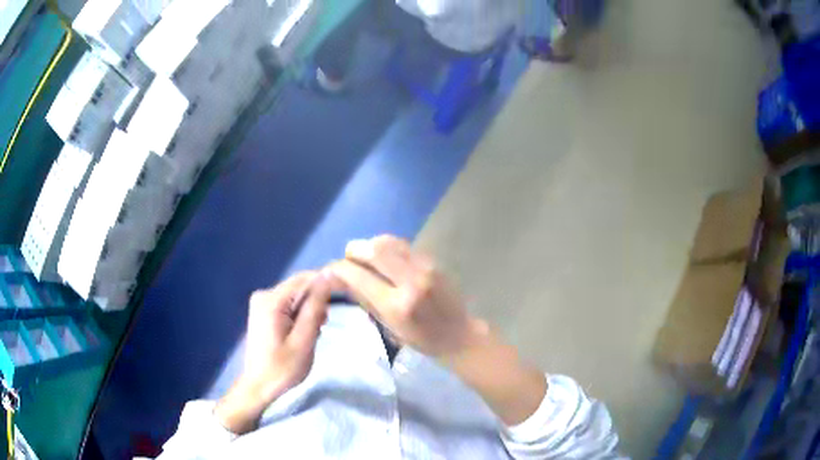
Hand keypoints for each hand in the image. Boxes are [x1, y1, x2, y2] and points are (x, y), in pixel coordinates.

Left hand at [215, 272, 332, 433]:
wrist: (259, 387)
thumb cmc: (282, 368)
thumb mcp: (303, 340)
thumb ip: (314, 307)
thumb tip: (328, 276)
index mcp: (271, 300)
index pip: (305, 279)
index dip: (328, 283)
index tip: (348, 292)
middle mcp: (263, 295)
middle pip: (299, 286)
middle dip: (318, 299)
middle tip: (326, 322)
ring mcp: (261, 303)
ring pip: (295, 296)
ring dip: (310, 308)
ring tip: (316, 330)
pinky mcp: (263, 311)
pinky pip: (288, 304)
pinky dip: (301, 314)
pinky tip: (305, 330)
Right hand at [328, 235, 487, 358]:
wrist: (459, 334)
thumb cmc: (422, 339)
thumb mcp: (389, 326)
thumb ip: (364, 299)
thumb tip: (340, 278)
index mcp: (397, 305)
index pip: (359, 276)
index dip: (339, 269)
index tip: (330, 270)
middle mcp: (411, 281)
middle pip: (374, 249)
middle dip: (354, 250)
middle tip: (348, 259)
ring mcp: (425, 267)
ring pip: (388, 241)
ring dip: (370, 245)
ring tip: (364, 256)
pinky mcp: (432, 261)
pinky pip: (402, 245)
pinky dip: (386, 247)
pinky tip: (383, 258)